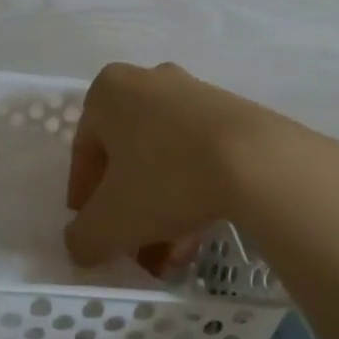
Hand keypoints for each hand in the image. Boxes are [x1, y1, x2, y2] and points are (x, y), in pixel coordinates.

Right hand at [65, 62, 338, 268]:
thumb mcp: (110, 221)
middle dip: (128, 209)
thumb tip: (81, 247)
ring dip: (161, 209)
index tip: (95, 233)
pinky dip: (192, 194)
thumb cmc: (166, 178)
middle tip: (134, 249)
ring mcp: (195, 94)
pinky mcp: (233, 114)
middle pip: (128, 157)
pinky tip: (198, 235)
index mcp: (109, 92)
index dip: (85, 199)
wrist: (257, 161)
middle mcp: (149, 82)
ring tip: (170, 256)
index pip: (84, 152)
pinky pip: (200, 157)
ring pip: (165, 160)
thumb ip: (83, 238)